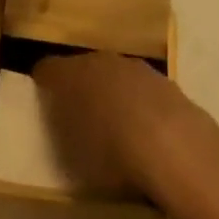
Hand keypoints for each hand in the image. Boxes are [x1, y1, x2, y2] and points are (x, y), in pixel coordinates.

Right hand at [34, 52, 204, 199]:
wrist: (176, 149)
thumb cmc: (112, 156)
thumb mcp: (72, 157)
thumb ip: (62, 133)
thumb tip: (62, 124)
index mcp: (71, 75)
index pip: (47, 69)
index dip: (43, 85)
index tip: (43, 104)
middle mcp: (101, 61)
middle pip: (83, 68)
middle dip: (80, 88)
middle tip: (79, 118)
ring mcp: (136, 68)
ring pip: (115, 76)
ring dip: (113, 94)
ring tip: (117, 128)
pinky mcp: (166, 82)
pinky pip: (143, 91)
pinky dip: (141, 105)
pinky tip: (148, 134)